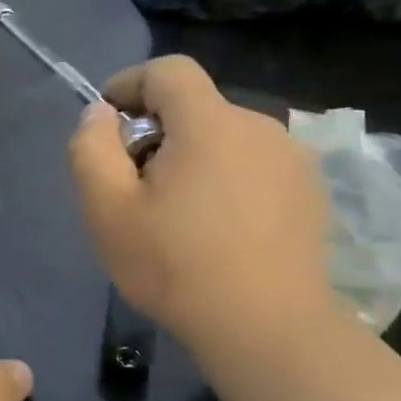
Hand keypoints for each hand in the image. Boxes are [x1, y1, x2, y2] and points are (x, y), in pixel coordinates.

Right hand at [69, 55, 332, 353]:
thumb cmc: (174, 265)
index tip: (108, 126)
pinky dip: (225, 180)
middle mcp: (260, 127)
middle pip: (195, 107)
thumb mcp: (106, 208)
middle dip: (156, 132)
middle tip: (133, 187)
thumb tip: (101, 114)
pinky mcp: (309, 193)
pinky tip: (216, 231)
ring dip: (191, 158)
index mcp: (210, 123)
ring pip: (224, 138)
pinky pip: (253, 166)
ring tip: (175, 215)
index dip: (129, 84)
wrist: (267, 330)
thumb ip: (91, 147)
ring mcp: (292, 161)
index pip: (168, 70)